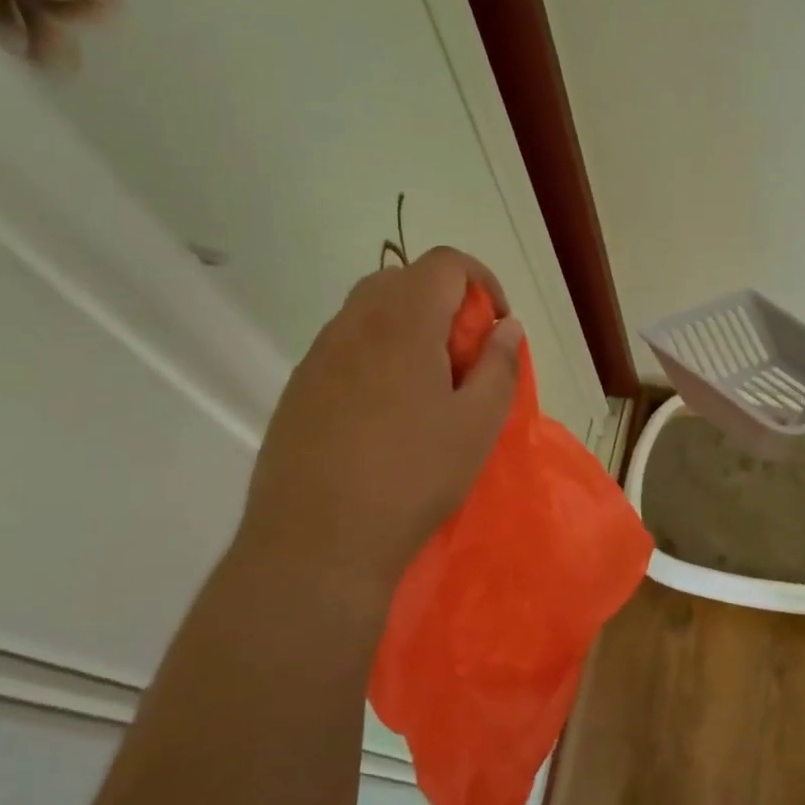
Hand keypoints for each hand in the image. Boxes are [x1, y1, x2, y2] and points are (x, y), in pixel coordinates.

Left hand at [236, 247, 522, 594]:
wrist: (316, 541)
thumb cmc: (412, 477)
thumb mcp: (477, 425)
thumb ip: (499, 366)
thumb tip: (506, 328)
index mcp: (402, 322)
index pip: (445, 263)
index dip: (482, 281)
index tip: (495, 327)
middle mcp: (353, 324)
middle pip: (403, 281)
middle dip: (443, 304)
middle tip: (464, 357)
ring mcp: (318, 357)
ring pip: (368, 315)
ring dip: (407, 331)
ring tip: (427, 389)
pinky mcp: (297, 391)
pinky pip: (344, 350)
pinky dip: (375, 358)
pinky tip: (385, 416)